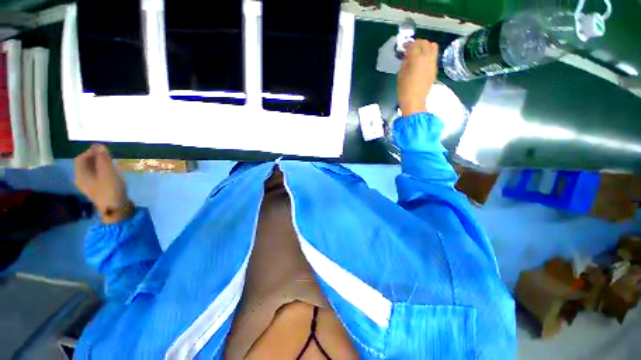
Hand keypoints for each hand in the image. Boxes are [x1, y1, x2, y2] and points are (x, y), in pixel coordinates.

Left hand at [74, 144, 129, 222]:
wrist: (116, 209)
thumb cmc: (110, 189)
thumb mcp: (108, 172)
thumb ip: (103, 158)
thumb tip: (99, 145)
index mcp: (80, 174)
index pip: (81, 158)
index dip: (91, 151)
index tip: (104, 150)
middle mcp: (81, 179)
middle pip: (86, 164)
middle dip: (97, 158)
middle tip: (110, 156)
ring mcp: (89, 185)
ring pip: (92, 170)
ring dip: (101, 165)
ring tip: (113, 164)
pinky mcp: (97, 190)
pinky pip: (97, 176)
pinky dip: (103, 172)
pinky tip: (112, 174)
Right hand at [397, 40, 438, 116]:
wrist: (414, 102)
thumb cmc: (404, 90)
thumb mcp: (400, 75)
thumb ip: (405, 63)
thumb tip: (407, 57)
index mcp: (417, 59)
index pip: (413, 45)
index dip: (407, 45)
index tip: (403, 47)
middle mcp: (427, 58)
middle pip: (425, 43)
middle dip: (417, 43)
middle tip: (411, 48)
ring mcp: (432, 63)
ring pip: (433, 47)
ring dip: (425, 47)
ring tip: (418, 53)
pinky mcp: (434, 69)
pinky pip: (433, 56)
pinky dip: (427, 55)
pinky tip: (421, 61)